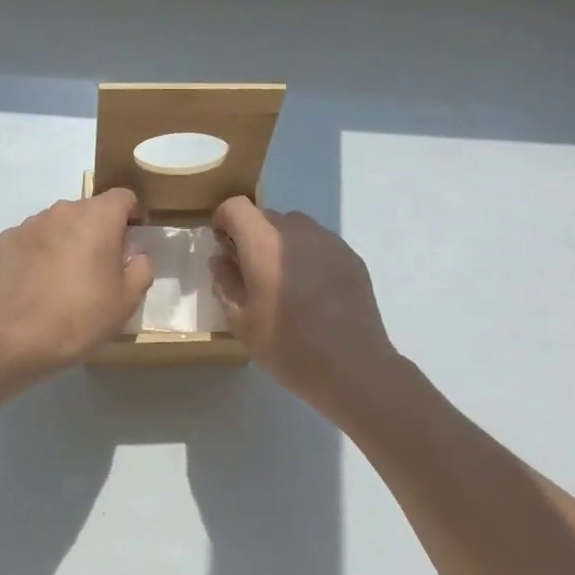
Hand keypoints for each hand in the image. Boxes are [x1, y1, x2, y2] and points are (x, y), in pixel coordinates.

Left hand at [0, 189, 152, 375]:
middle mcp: (63, 210)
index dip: (132, 215)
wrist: (22, 338)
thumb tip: (136, 257)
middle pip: (88, 210)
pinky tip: (38, 281)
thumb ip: (141, 269)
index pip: (123, 197)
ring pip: (58, 224)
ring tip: (65, 275)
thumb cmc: (84, 316)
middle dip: (98, 230)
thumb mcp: (128, 299)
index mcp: (98, 217)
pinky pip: (31, 240)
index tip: (133, 240)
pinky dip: (38, 252)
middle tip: (100, 265)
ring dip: (66, 239)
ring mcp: (30, 224)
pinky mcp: (5, 241)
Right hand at [211, 197, 397, 414]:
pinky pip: (319, 244)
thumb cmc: (288, 346)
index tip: (224, 251)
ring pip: (294, 228)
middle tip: (251, 275)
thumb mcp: (241, 321)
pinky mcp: (351, 257)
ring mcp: (329, 241)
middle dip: (251, 237)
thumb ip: (225, 283)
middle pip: (265, 216)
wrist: (353, 367)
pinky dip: (307, 257)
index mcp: (264, 243)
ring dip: (280, 245)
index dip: (223, 223)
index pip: (235, 207)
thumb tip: (221, 260)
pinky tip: (312, 293)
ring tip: (283, 284)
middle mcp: (297, 231)